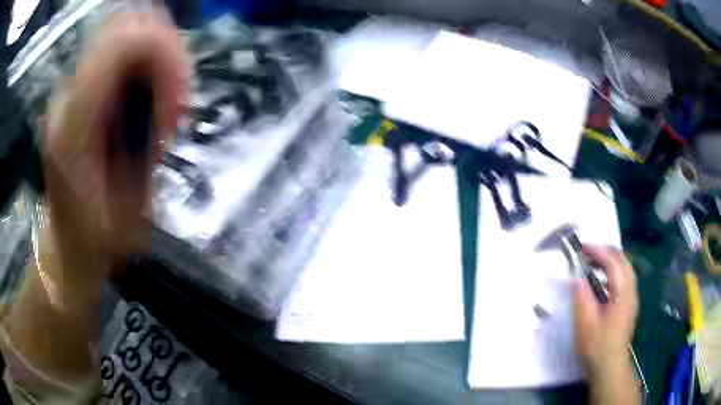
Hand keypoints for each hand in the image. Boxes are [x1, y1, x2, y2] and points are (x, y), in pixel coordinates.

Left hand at [44, 10, 188, 277]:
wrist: (68, 243)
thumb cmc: (98, 242)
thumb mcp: (130, 210)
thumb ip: (144, 148)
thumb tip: (166, 96)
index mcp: (73, 126)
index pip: (123, 44)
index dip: (165, 56)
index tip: (180, 104)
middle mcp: (68, 95)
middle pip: (127, 24)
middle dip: (166, 49)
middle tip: (178, 95)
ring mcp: (72, 87)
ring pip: (126, 28)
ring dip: (158, 53)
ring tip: (166, 95)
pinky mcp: (80, 87)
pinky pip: (120, 46)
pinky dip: (147, 57)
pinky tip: (152, 91)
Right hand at [574, 246, 637, 370]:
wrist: (610, 365)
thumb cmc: (597, 345)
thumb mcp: (586, 323)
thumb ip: (582, 298)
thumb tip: (576, 277)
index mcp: (622, 292)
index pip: (613, 262)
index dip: (597, 251)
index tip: (581, 248)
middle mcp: (631, 289)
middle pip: (622, 260)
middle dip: (605, 252)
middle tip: (586, 254)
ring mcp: (632, 296)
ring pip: (625, 267)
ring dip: (610, 260)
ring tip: (593, 263)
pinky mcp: (629, 303)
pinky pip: (624, 277)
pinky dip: (613, 270)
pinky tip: (603, 280)